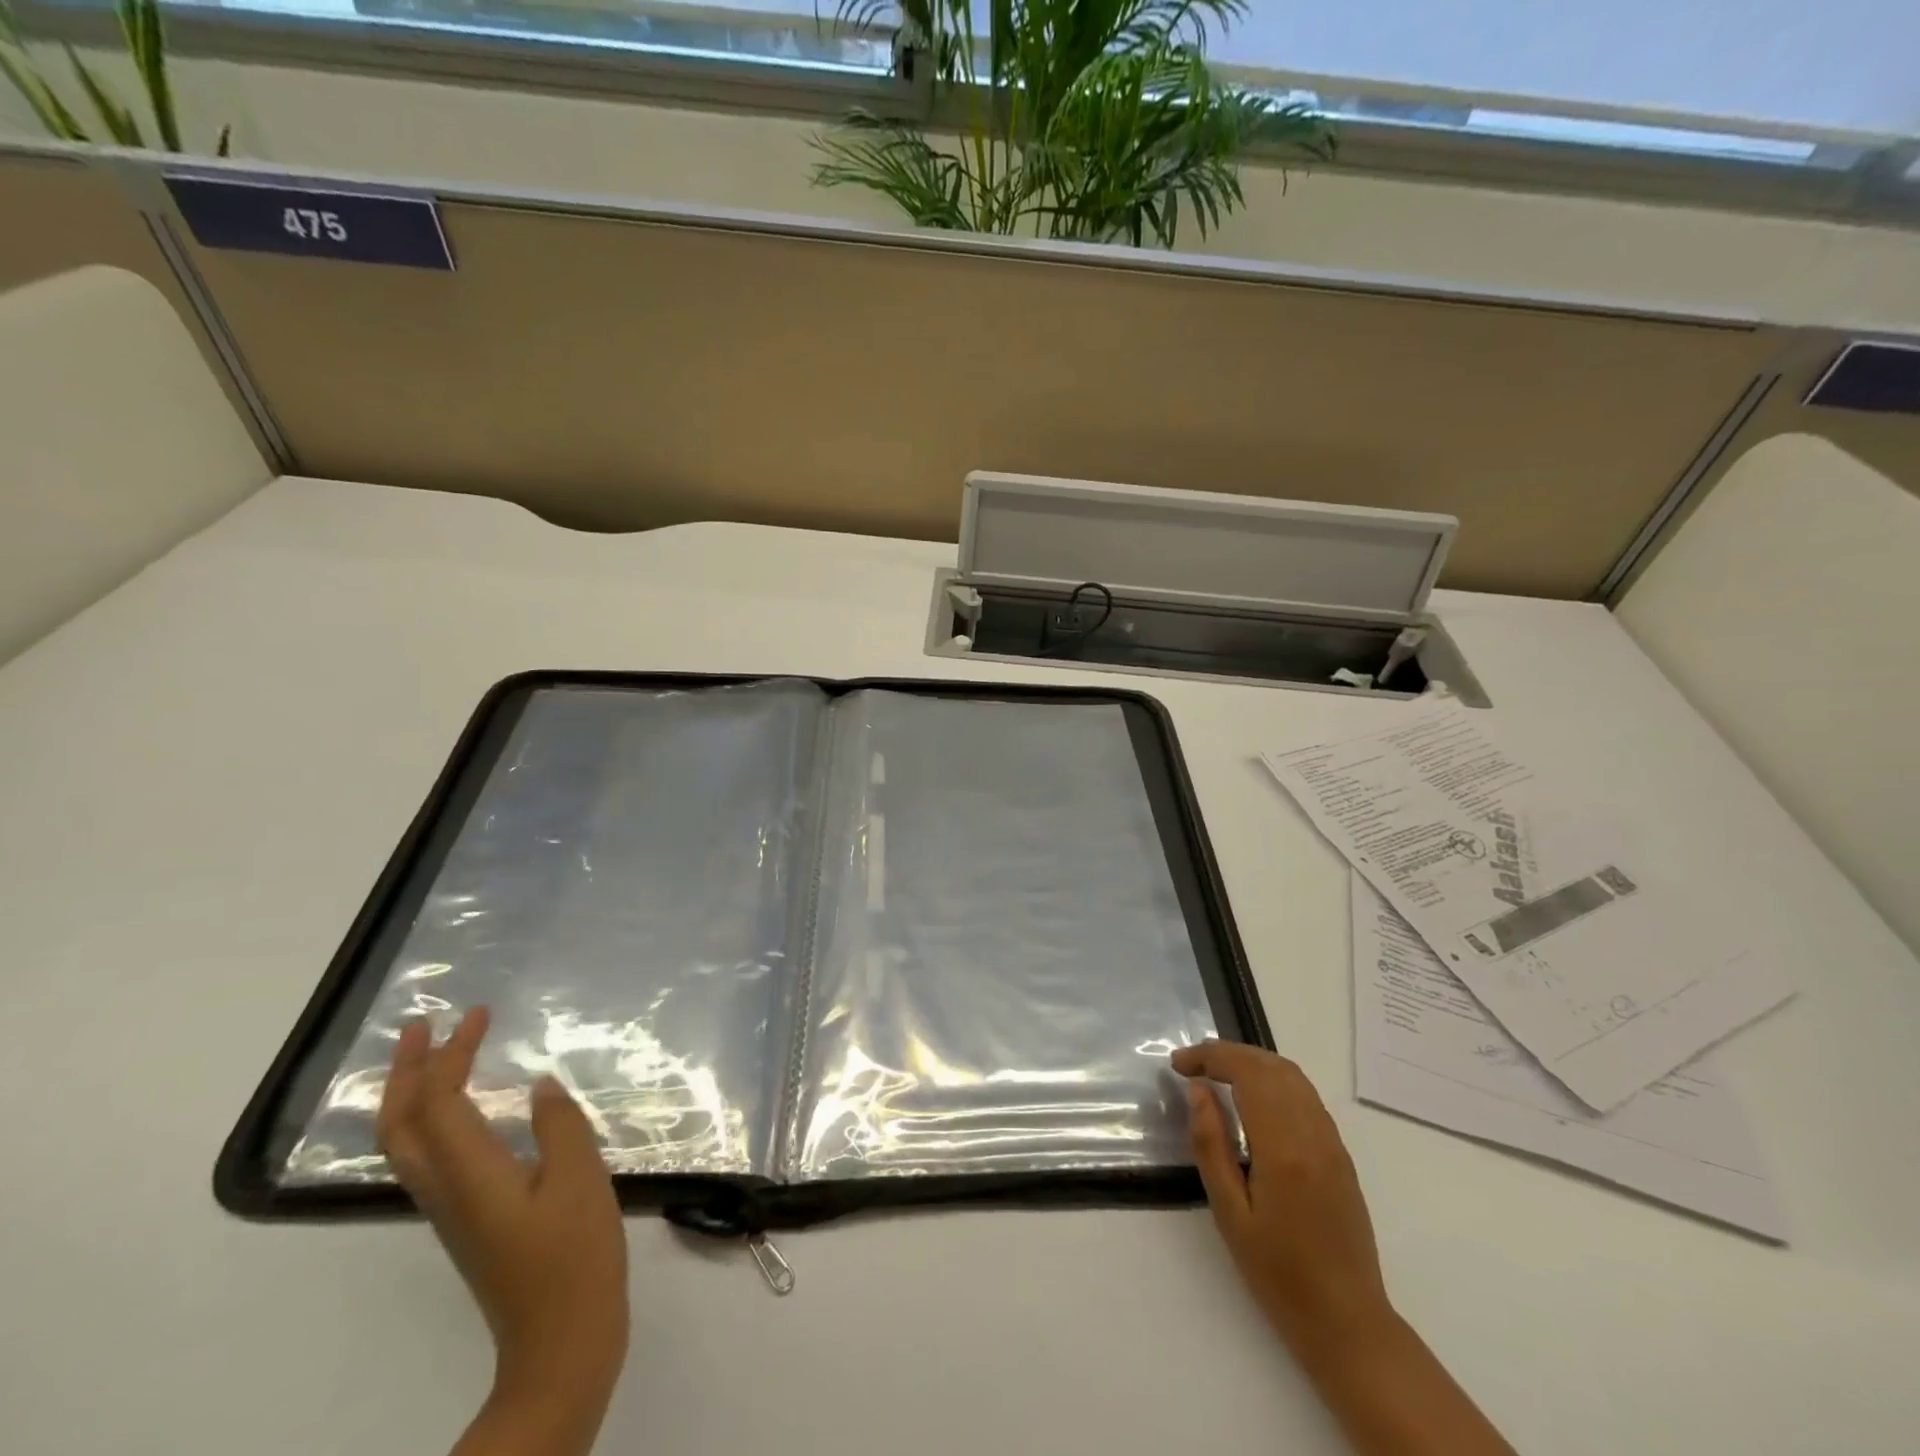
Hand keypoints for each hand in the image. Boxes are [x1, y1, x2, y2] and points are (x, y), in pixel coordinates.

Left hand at [379, 1007, 628, 1455]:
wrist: (560, 1341)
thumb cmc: (574, 1256)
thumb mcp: (580, 1180)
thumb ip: (559, 1125)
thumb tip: (538, 1085)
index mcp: (471, 1175)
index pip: (438, 1102)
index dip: (450, 1054)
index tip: (478, 1014)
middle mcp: (446, 1191)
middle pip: (401, 1126)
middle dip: (405, 1072)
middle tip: (424, 1026)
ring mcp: (453, 1209)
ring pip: (408, 1144)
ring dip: (412, 1094)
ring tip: (437, 1057)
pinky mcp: (469, 1220)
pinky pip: (431, 1158)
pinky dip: (434, 1119)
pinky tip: (466, 1109)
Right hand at [1173, 1039, 1389, 1350]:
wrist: (1347, 1323)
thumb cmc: (1278, 1274)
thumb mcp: (1229, 1213)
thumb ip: (1211, 1144)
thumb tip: (1198, 1090)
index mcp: (1283, 1147)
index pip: (1247, 1073)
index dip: (1210, 1057)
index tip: (1178, 1064)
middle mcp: (1313, 1133)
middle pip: (1271, 1066)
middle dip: (1228, 1053)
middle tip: (1192, 1063)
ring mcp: (1332, 1142)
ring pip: (1293, 1076)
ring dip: (1252, 1062)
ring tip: (1217, 1072)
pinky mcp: (1340, 1154)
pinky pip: (1306, 1096)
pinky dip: (1274, 1079)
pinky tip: (1252, 1097)